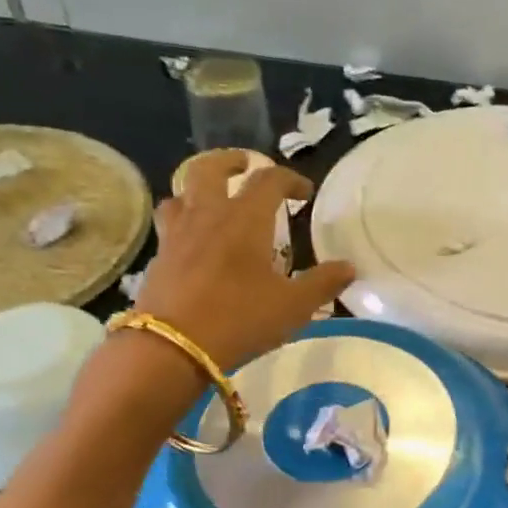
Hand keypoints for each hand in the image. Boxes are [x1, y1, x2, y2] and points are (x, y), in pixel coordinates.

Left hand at [133, 152, 354, 369]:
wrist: (173, 347)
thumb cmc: (240, 319)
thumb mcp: (293, 306)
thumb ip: (322, 283)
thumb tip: (349, 267)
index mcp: (245, 218)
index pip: (269, 180)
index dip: (290, 179)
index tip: (304, 192)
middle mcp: (208, 214)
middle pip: (210, 168)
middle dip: (231, 161)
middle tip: (245, 166)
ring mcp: (177, 234)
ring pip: (181, 193)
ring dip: (198, 188)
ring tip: (212, 200)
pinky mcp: (158, 258)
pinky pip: (169, 225)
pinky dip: (183, 222)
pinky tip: (193, 242)